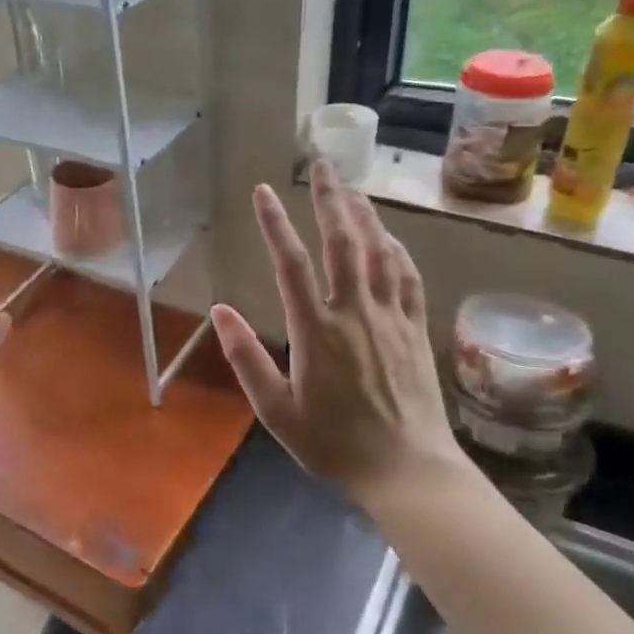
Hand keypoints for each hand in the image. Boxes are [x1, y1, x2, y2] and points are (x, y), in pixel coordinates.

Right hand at [209, 160, 466, 508]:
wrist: (406, 469)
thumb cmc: (333, 443)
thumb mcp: (276, 411)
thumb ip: (246, 358)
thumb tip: (218, 312)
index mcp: (316, 330)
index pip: (291, 263)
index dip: (275, 224)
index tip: (263, 191)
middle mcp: (354, 311)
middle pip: (342, 242)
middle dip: (329, 199)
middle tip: (321, 164)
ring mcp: (390, 317)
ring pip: (378, 251)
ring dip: (363, 214)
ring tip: (350, 187)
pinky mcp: (415, 328)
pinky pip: (408, 276)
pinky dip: (396, 248)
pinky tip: (388, 235)